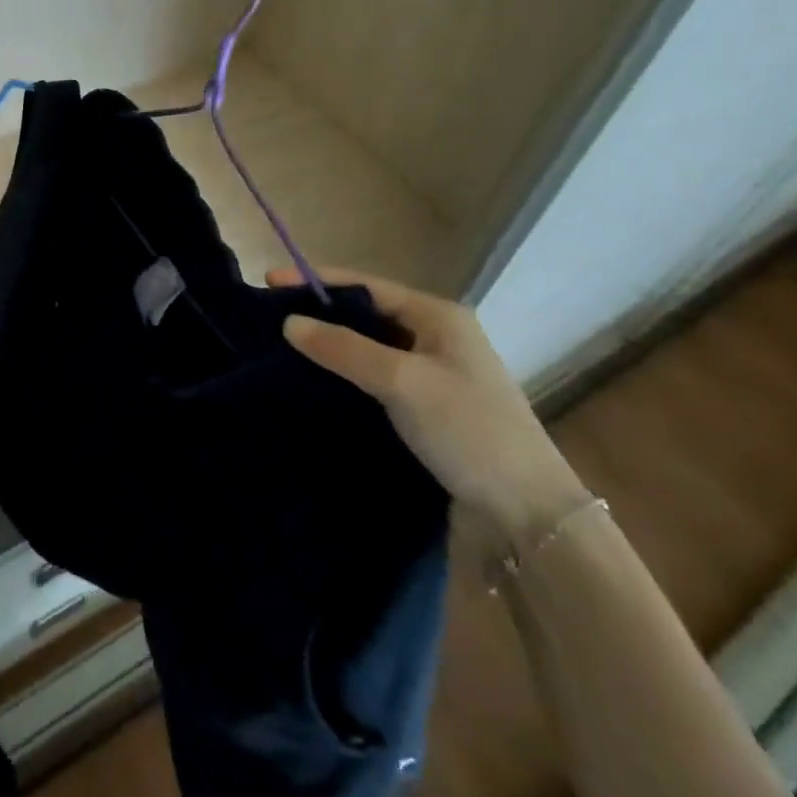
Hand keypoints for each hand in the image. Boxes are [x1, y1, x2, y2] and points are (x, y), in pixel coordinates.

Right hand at [271, 266, 589, 551]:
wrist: (527, 515)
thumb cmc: (469, 431)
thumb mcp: (403, 381)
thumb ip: (344, 348)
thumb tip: (289, 323)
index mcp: (438, 317)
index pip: (366, 285)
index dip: (316, 281)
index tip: (269, 281)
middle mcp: (435, 339)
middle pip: (366, 314)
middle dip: (320, 313)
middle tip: (269, 318)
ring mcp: (431, 376)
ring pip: (368, 349)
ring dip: (330, 347)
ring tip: (280, 350)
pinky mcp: (425, 411)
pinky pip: (374, 380)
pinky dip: (344, 377)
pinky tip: (314, 386)